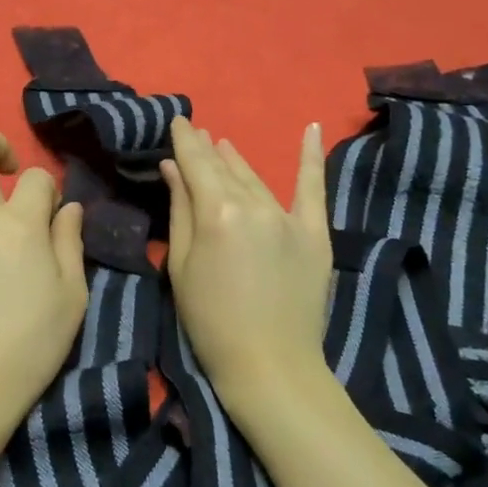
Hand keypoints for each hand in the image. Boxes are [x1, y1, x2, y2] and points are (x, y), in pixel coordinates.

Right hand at [161, 118, 332, 407]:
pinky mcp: (314, 233)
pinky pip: (313, 189)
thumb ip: (180, 210)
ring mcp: (288, 217)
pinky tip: (313, 129)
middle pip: (224, 169)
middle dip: (207, 150)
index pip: (196, 164)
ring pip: (256, 179)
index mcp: (217, 212)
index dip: (185, 141)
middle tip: (196, 133)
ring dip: (238, 160)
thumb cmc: (210, 321)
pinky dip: (312, 158)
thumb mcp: (181, 266)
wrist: (270, 365)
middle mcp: (254, 205)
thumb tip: (173, 167)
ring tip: (224, 144)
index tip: (178, 121)